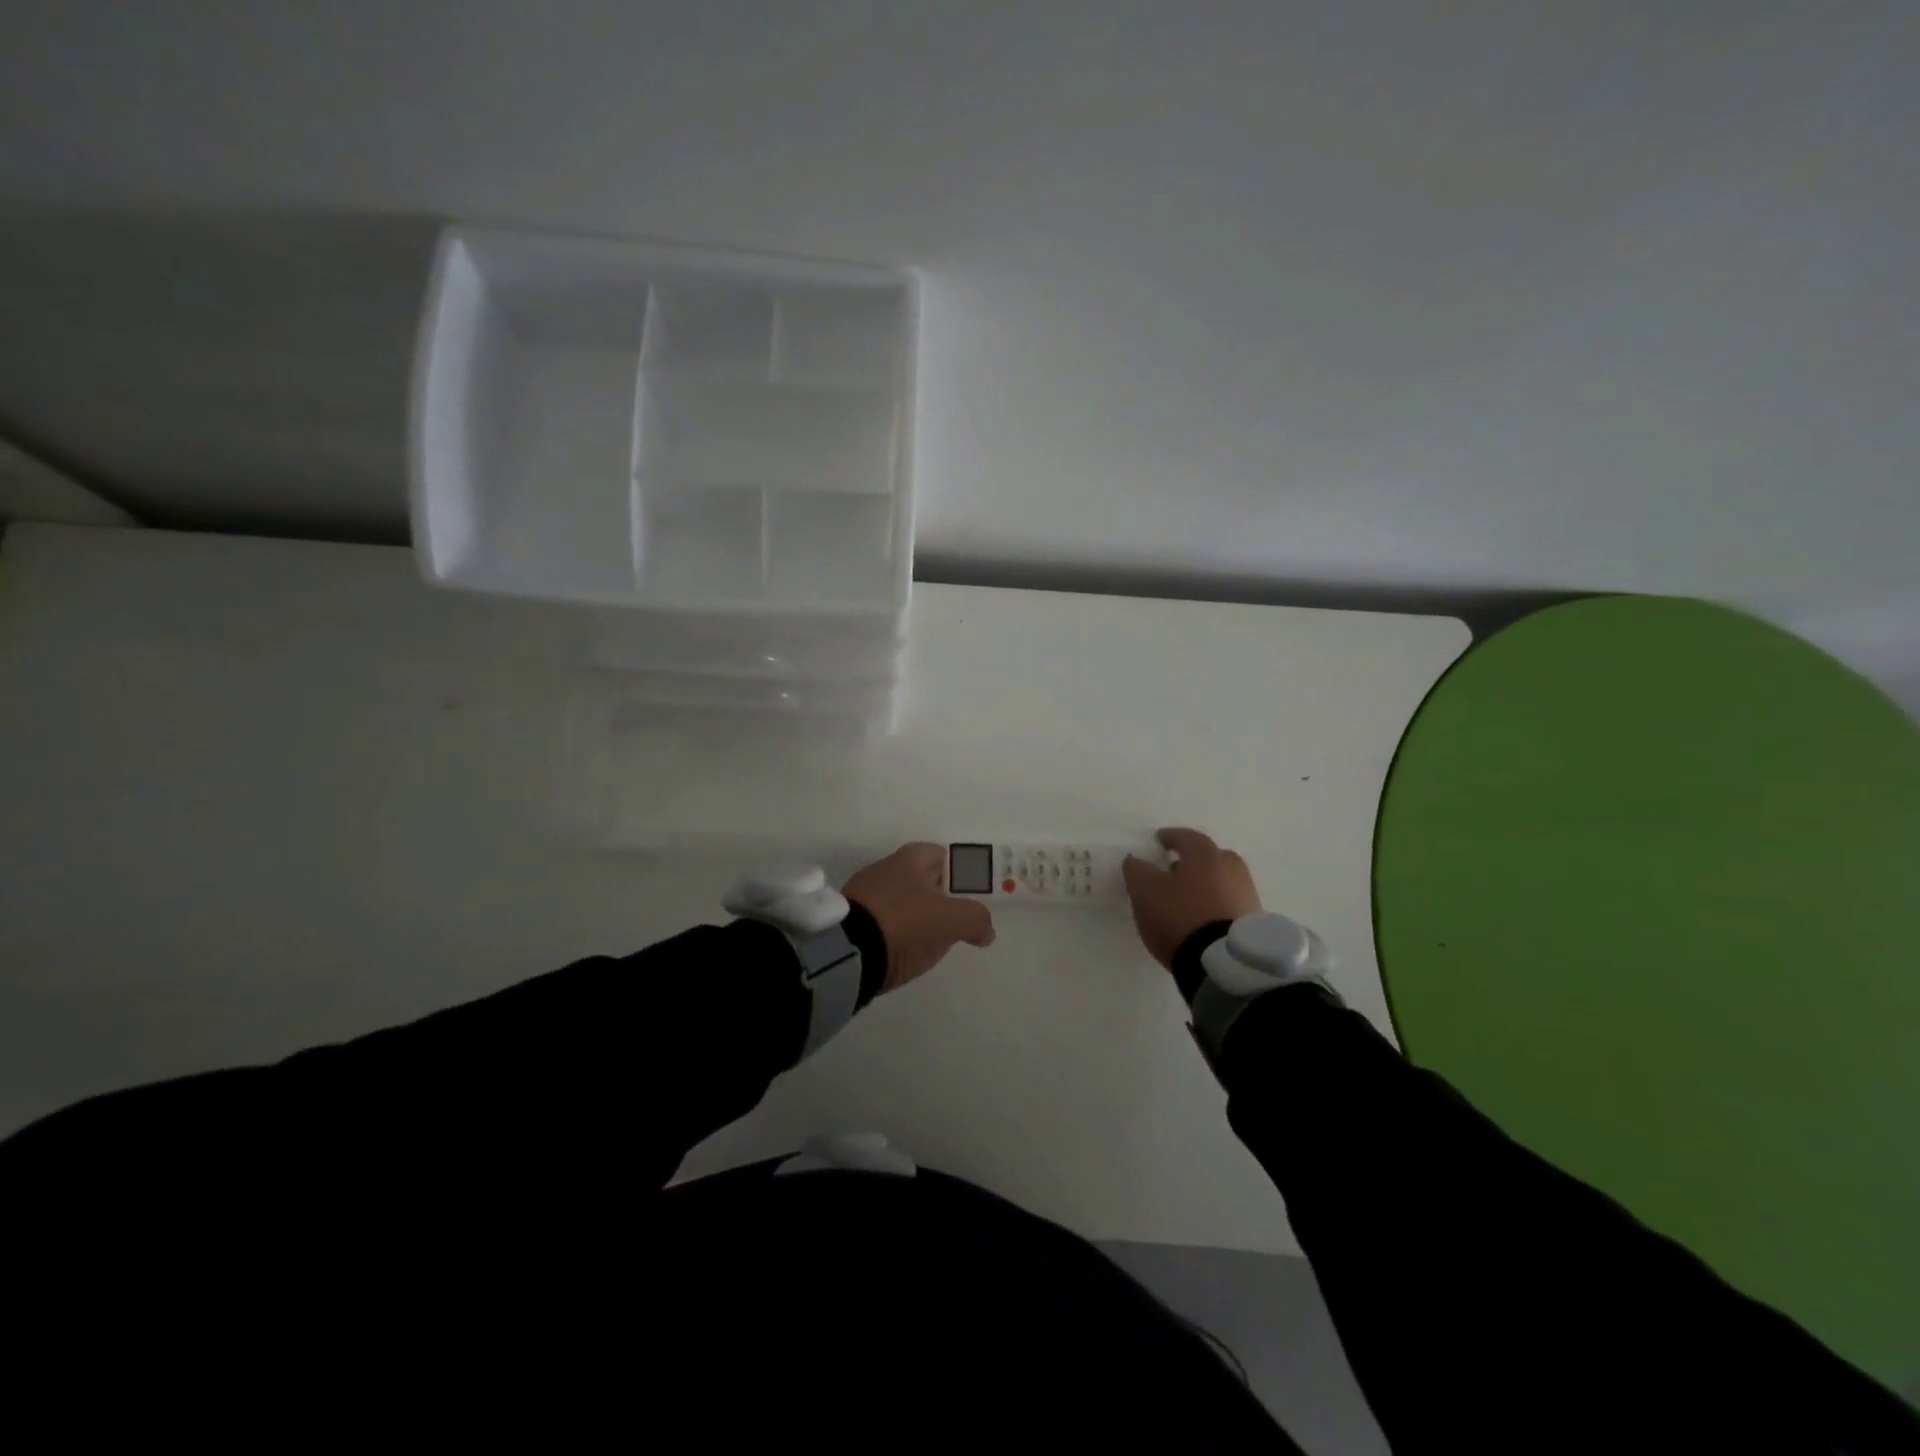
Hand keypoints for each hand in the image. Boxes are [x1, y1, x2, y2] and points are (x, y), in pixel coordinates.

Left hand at [844, 843, 996, 992]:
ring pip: (902, 900)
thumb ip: (975, 919)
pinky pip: (882, 920)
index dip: (959, 875)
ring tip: (928, 942)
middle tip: (952, 922)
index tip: (968, 898)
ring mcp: (865, 891)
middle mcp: (886, 866)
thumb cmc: (906, 923)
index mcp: (911, 857)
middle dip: (937, 898)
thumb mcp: (951, 920)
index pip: (942, 856)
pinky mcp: (851, 918)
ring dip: (915, 916)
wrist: (848, 951)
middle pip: (922, 879)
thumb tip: (985, 930)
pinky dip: (894, 932)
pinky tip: (901, 950)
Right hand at [1121, 828, 1261, 969]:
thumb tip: (1136, 861)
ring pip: (1221, 881)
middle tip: (1174, 870)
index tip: (1160, 840)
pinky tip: (1202, 917)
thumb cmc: (1180, 915)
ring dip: (1205, 885)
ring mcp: (1247, 894)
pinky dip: (1215, 905)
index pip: (1186, 837)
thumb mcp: (1145, 890)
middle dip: (1192, 861)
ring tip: (1186, 899)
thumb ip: (1137, 870)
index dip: (1170, 837)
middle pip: (1209, 857)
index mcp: (1205, 854)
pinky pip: (1229, 904)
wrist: (1224, 962)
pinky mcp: (1253, 922)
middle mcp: (1231, 867)